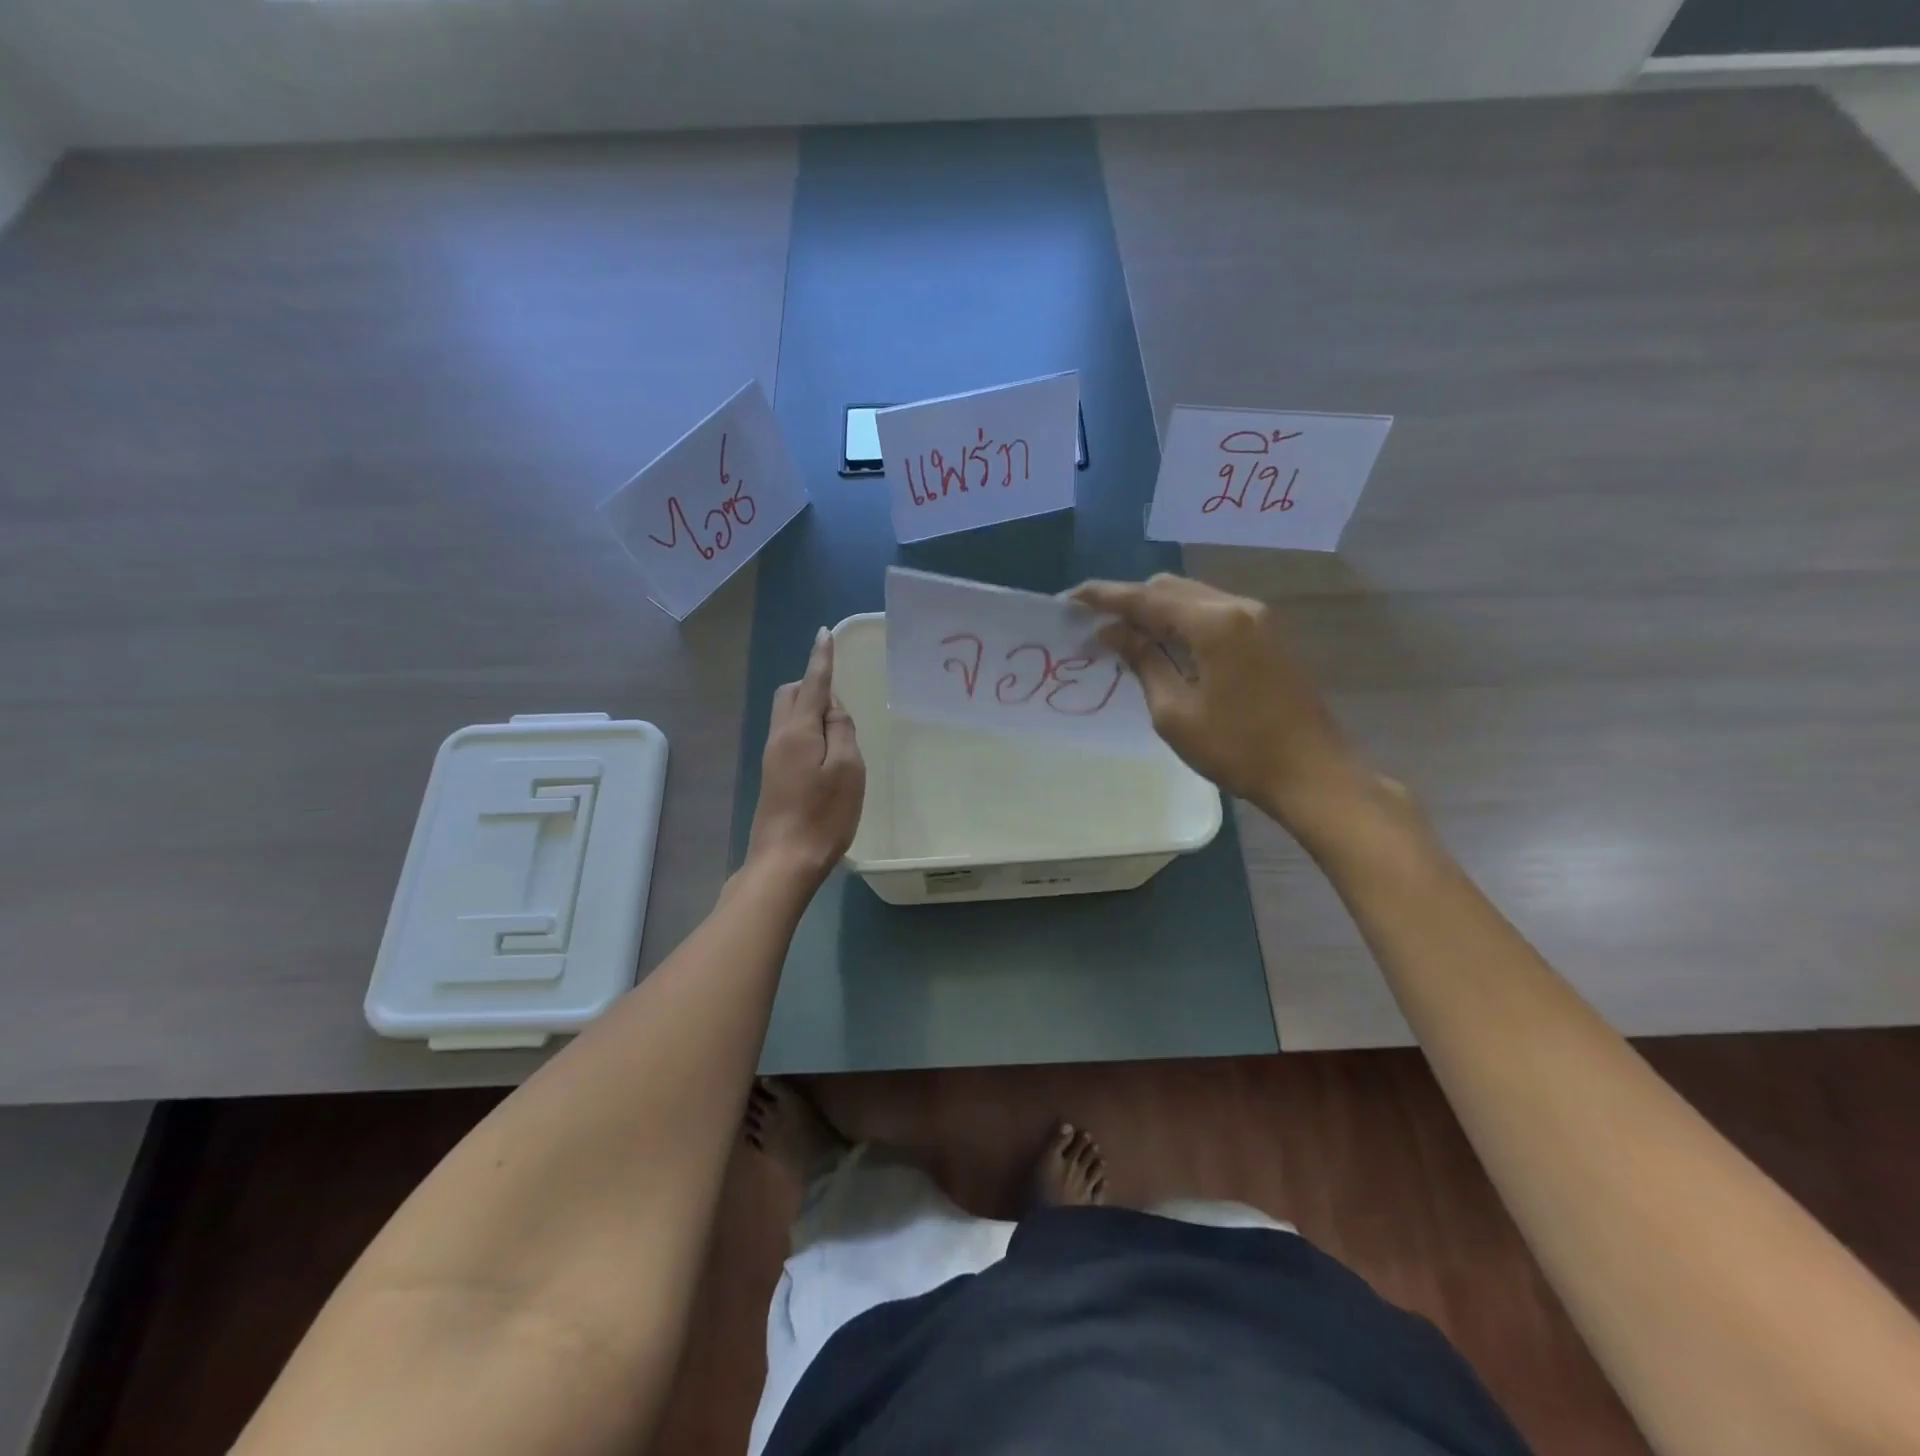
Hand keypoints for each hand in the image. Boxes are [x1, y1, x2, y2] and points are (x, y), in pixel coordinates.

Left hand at [746, 627, 865, 888]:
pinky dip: (807, 730)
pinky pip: (789, 736)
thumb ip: (842, 730)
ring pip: (788, 715)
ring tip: (839, 732)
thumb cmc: (823, 815)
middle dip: (812, 685)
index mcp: (798, 730)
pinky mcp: (773, 775)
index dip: (821, 658)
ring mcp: (772, 757)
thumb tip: (834, 708)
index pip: (813, 683)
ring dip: (810, 709)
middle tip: (841, 704)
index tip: (824, 634)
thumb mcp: (847, 769)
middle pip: (790, 695)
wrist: (784, 860)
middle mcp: (779, 737)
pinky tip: (826, 753)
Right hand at [1072, 574, 1369, 835]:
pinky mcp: (1266, 635)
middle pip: (1170, 588)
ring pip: (1192, 598)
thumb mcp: (1175, 711)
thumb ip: (1143, 661)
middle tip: (1095, 623)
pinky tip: (1163, 644)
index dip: (1105, 596)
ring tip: (1122, 634)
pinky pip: (1212, 613)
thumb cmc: (1236, 748)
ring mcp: (1257, 618)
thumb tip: (1112, 631)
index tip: (1071, 598)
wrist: (1311, 772)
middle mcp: (1237, 606)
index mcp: (1214, 623)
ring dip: (1156, 611)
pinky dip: (1181, 622)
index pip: (1147, 598)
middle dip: (1130, 600)